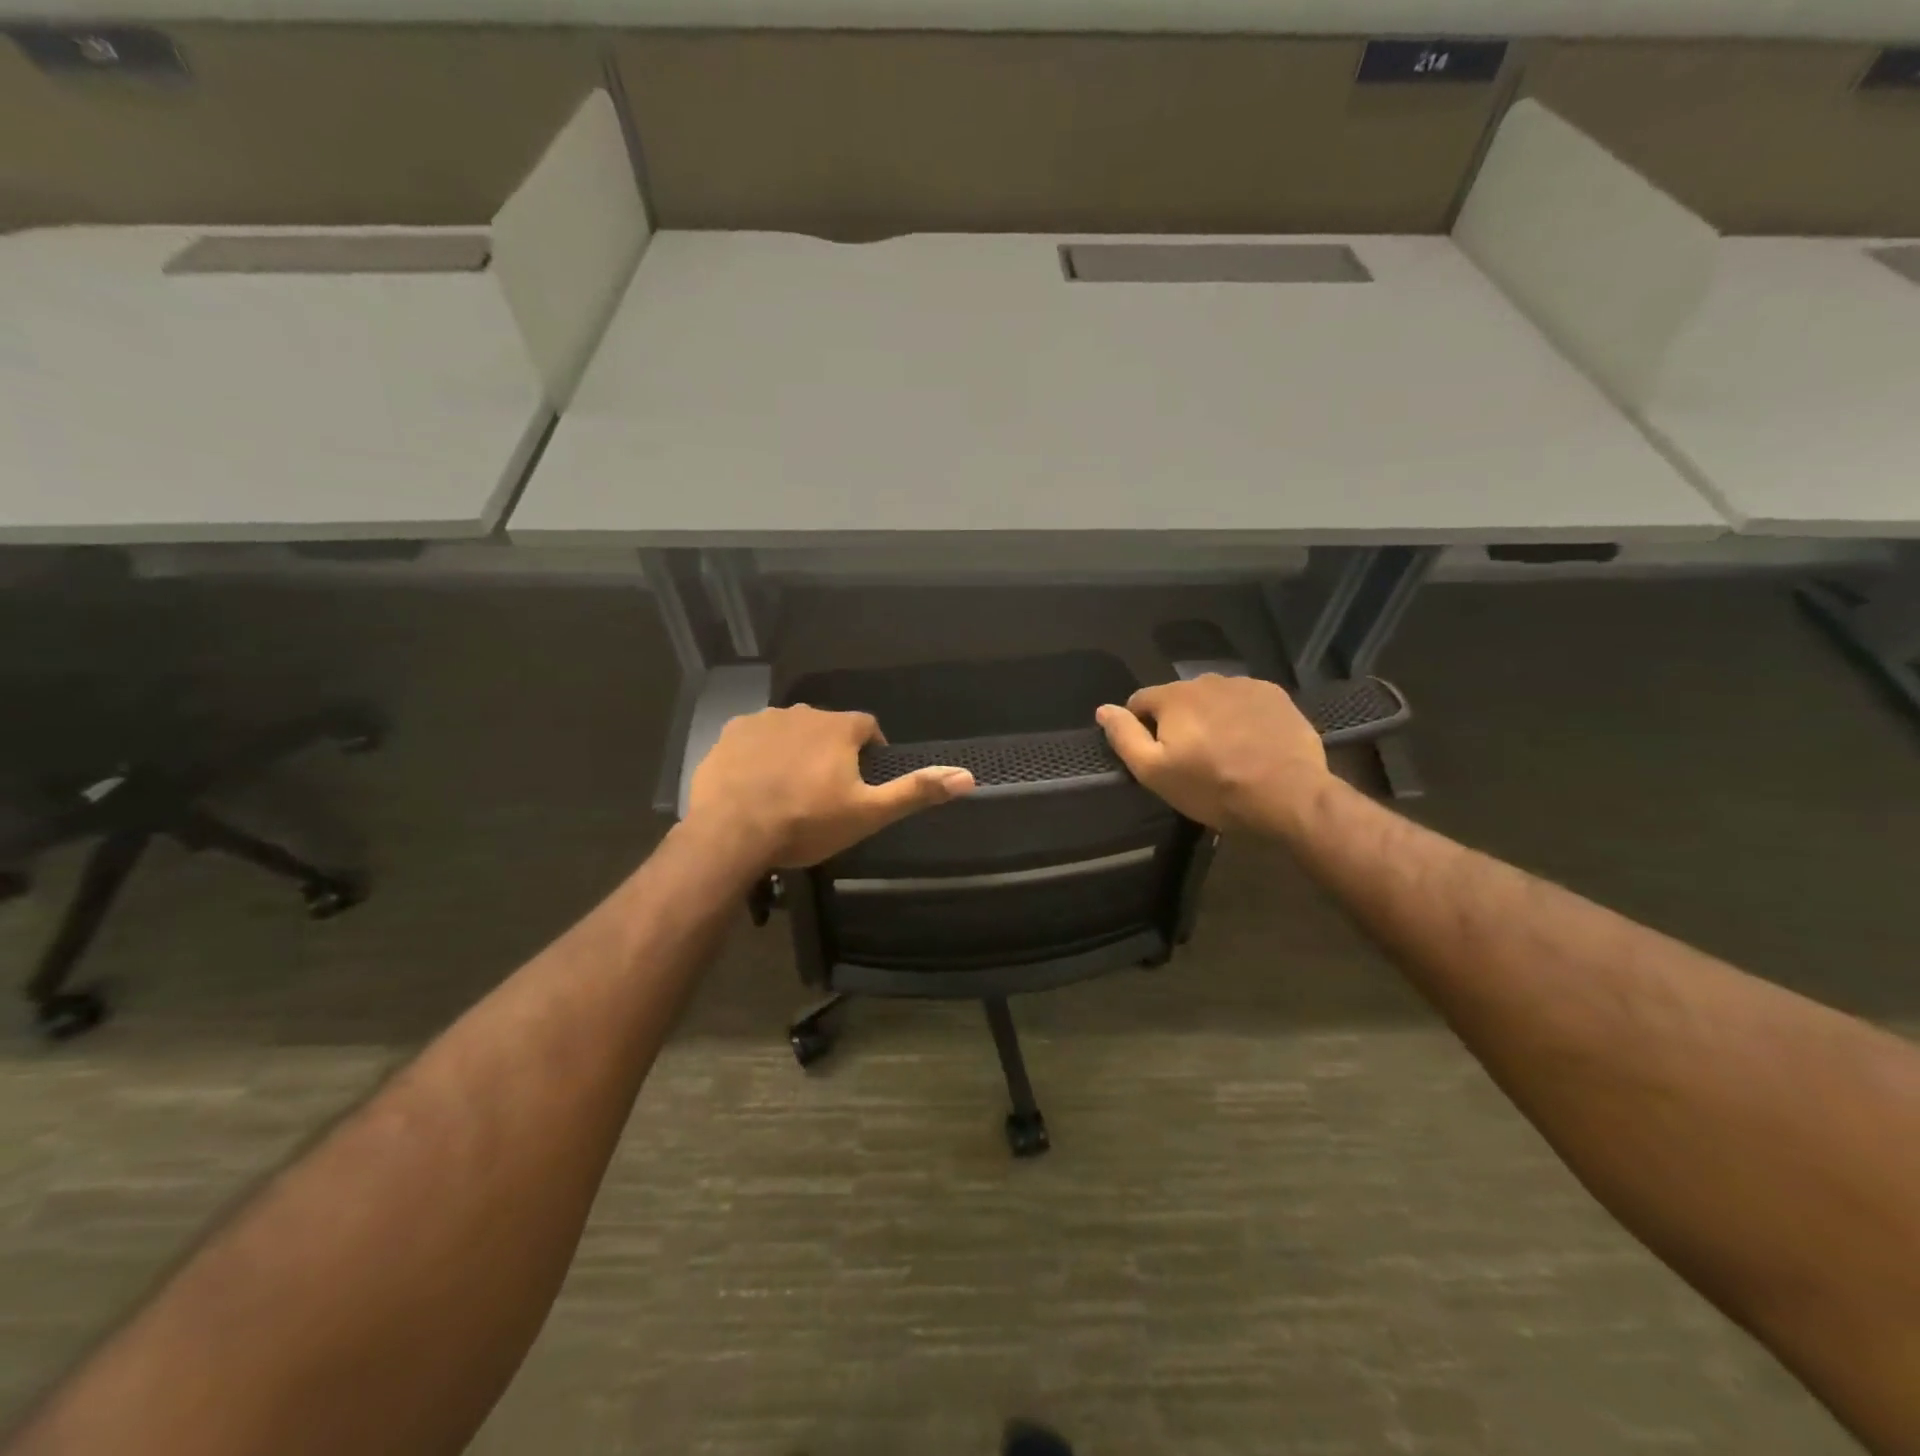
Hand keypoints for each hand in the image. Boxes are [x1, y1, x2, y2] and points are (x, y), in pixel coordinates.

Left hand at [686, 706, 974, 868]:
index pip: (868, 726)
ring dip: (795, 751)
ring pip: (790, 731)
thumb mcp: (869, 813)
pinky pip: (754, 739)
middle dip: (831, 751)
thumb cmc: (806, 822)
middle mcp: (802, 712)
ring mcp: (761, 720)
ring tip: (789, 789)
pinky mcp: (729, 735)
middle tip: (826, 791)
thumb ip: (916, 791)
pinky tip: (756, 784)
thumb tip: (968, 776)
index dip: (871, 750)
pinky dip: (761, 755)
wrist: (731, 832)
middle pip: (827, 727)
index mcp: (839, 727)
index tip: (865, 778)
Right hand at [1095, 675, 1328, 835]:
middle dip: (1178, 723)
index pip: (1140, 701)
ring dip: (1210, 718)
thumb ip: (1125, 736)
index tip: (1157, 756)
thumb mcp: (1155, 772)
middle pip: (1178, 699)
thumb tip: (1103, 709)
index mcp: (1174, 696)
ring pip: (1212, 699)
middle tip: (1192, 760)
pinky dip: (1241, 717)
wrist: (1288, 796)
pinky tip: (1251, 744)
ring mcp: (1245, 685)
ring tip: (1224, 752)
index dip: (1140, 728)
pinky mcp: (1275, 696)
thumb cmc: (1213, 788)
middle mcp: (1207, 680)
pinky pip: (1244, 702)